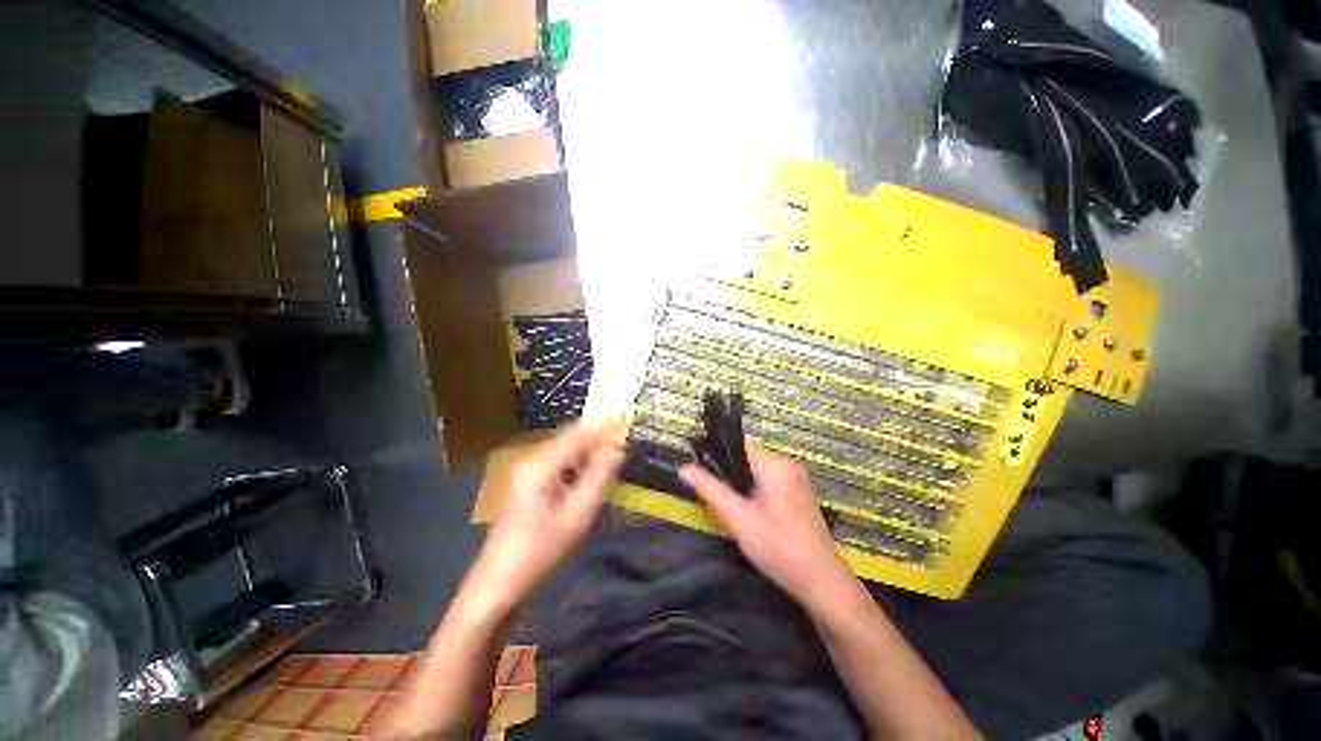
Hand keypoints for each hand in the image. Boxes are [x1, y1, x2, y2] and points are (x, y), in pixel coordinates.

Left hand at [465, 420, 623, 612]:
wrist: (497, 586)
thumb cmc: (539, 552)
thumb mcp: (577, 516)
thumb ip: (598, 479)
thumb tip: (617, 450)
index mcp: (541, 466)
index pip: (576, 433)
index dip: (602, 425)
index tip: (625, 420)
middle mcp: (532, 462)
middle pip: (569, 439)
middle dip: (597, 436)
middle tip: (624, 439)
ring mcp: (527, 474)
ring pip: (564, 451)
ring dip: (588, 450)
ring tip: (614, 453)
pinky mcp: (528, 487)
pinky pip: (558, 465)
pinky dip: (578, 463)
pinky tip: (591, 474)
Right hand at [680, 442, 853, 604]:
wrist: (822, 582)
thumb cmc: (778, 548)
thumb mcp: (738, 519)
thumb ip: (710, 490)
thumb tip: (684, 468)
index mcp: (775, 465)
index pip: (739, 445)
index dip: (718, 454)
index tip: (702, 472)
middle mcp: (788, 464)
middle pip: (748, 457)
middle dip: (730, 472)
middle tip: (717, 498)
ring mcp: (797, 478)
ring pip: (758, 469)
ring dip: (742, 482)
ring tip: (732, 507)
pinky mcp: (800, 491)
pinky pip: (770, 479)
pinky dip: (756, 488)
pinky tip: (752, 512)